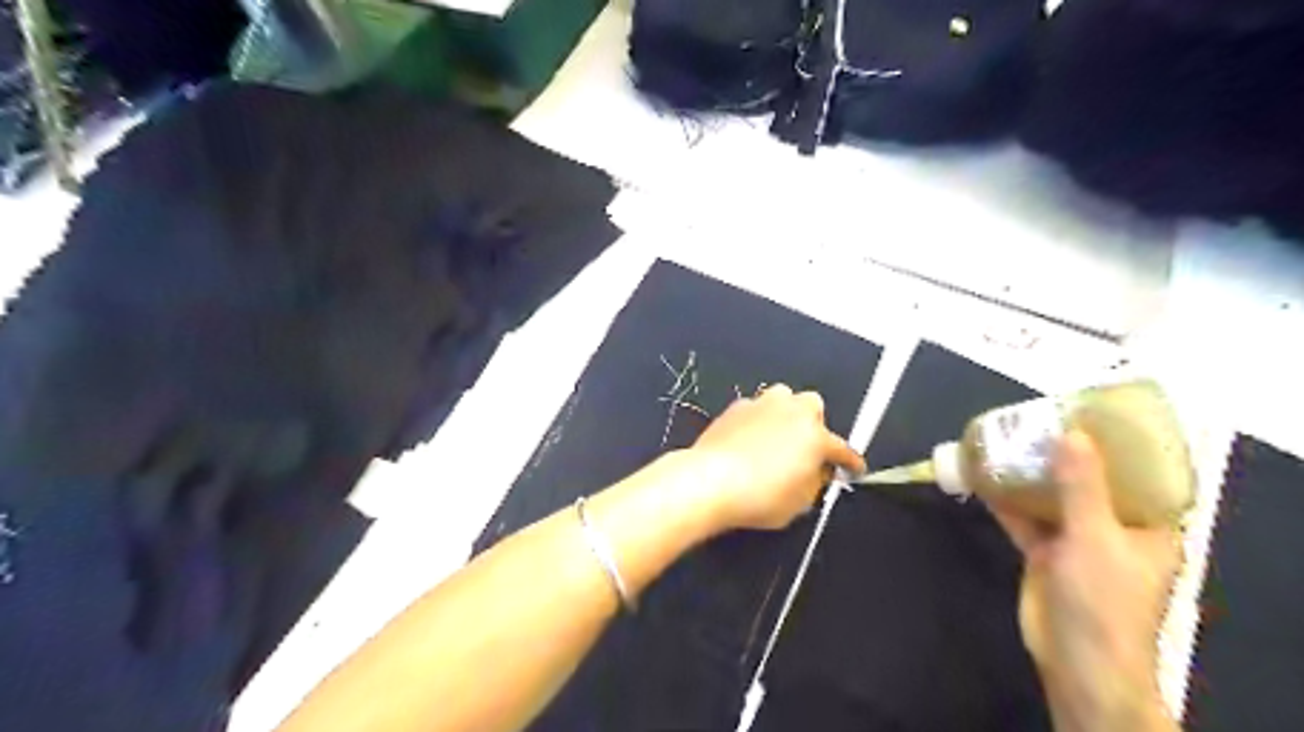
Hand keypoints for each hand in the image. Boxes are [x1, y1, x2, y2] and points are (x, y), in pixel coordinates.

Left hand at [682, 383, 862, 532]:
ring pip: (783, 399)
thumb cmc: (759, 497)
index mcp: (816, 436)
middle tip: (805, 449)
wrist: (709, 480)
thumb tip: (816, 472)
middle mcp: (792, 412)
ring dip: (786, 415)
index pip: (842, 449)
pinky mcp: (736, 406)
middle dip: (814, 425)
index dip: (850, 463)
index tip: (853, 469)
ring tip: (778, 438)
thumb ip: (815, 482)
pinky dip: (758, 421)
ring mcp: (762, 405)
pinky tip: (750, 440)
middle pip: (813, 407)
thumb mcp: (799, 503)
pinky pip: (756, 409)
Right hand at [989, 431, 1182, 727]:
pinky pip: (1024, 517)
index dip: (1117, 443)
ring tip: (1006, 439)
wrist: (1076, 661)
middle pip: (1089, 481)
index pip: (1139, 475)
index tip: (1090, 412)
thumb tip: (1071, 434)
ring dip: (1029, 474)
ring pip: (1051, 497)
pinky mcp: (1044, 553)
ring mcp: (1076, 541)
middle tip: (1037, 419)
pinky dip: (1005, 499)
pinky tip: (983, 475)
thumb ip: (1082, 485)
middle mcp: (1114, 528)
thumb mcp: (1095, 536)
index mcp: (1147, 525)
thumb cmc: (1103, 600)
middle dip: (1062, 453)